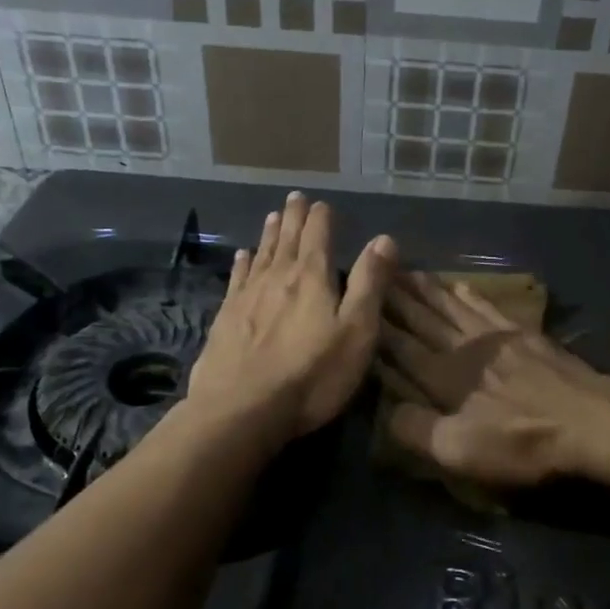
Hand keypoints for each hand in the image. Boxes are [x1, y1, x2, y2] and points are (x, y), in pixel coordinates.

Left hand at [188, 192, 396, 437]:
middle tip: (294, 198)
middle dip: (293, 218)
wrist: (241, 410)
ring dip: (269, 234)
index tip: (321, 202)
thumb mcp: (356, 332)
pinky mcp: (226, 318)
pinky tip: (242, 256)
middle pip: (287, 240)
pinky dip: (242, 263)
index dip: (321, 218)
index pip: (318, 236)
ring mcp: (247, 297)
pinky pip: (237, 279)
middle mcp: (278, 278)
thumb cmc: (311, 375)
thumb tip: (383, 239)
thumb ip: (370, 284)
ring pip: (262, 255)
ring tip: (272, 216)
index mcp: (312, 278)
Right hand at [379, 273, 609, 486]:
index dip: (377, 326)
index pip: (401, 346)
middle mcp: (464, 349)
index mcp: (444, 378)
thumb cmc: (523, 442)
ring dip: (428, 290)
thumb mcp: (461, 451)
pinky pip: (489, 308)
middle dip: (397, 297)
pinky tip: (462, 284)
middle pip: (424, 318)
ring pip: (452, 307)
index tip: (357, 302)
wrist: (592, 421)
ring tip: (407, 270)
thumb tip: (384, 411)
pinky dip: (472, 295)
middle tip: (375, 270)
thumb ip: (417, 430)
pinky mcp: (525, 337)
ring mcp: (497, 338)